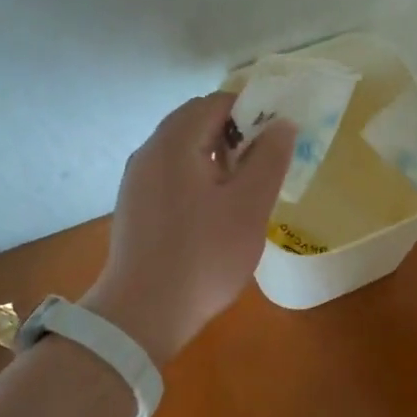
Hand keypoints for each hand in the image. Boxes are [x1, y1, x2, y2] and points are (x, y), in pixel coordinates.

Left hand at [83, 92, 294, 364]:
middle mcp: (150, 150)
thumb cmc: (203, 256)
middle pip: (196, 120)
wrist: (141, 314)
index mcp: (175, 142)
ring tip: (243, 187)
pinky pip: (170, 171)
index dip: (252, 110)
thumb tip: (282, 123)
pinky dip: (197, 174)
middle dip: (234, 131)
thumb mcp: (249, 206)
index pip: (217, 102)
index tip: (276, 138)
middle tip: (263, 163)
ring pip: (183, 147)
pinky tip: (214, 209)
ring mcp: (137, 178)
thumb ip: (269, 158)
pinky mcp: (135, 204)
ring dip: (216, 154)